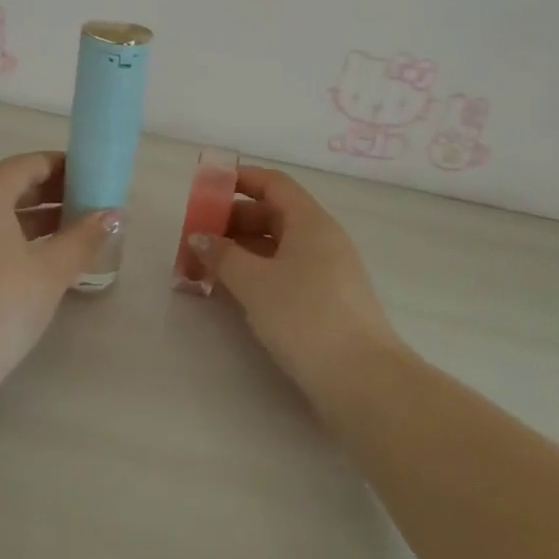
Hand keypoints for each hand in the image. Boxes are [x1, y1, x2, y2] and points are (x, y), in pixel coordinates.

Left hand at [0, 152, 118, 401]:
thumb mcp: (51, 271)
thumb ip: (84, 237)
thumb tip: (113, 214)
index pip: (25, 165)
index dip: (61, 166)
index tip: (92, 177)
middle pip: (8, 186)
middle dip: (49, 191)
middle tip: (86, 205)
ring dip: (32, 217)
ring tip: (69, 232)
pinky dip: (10, 237)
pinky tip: (36, 260)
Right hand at [187, 166, 403, 399]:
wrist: (361, 380)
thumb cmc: (305, 316)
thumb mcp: (254, 282)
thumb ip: (223, 255)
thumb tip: (200, 237)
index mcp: (310, 221)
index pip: (273, 183)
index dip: (240, 179)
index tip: (207, 187)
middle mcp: (322, 239)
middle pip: (274, 214)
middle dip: (233, 220)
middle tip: (198, 236)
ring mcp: (327, 271)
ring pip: (278, 246)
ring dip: (242, 250)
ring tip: (206, 266)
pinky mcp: (326, 301)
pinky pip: (285, 271)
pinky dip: (257, 272)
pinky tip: (233, 290)